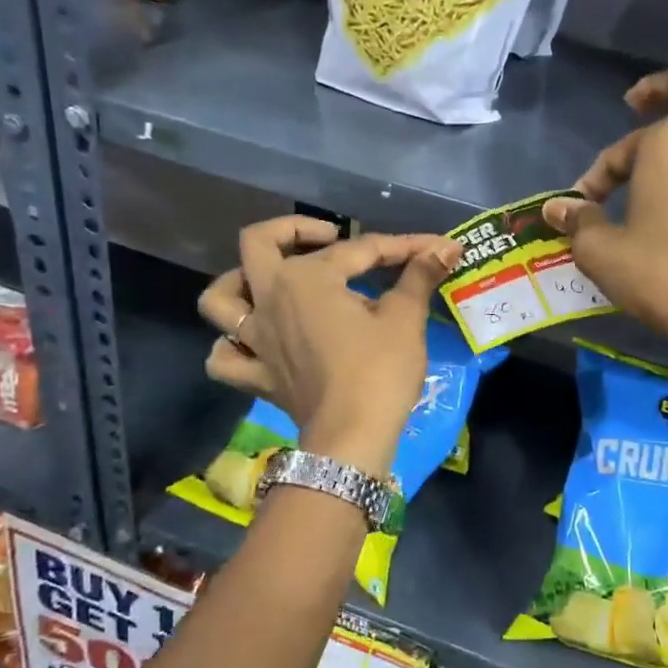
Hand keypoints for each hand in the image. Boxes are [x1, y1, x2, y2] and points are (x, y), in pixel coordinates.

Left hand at [197, 216, 459, 478]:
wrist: (352, 437)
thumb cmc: (380, 370)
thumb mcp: (405, 319)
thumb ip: (420, 276)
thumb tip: (447, 247)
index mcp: (307, 277)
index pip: (359, 250)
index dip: (401, 246)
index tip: (433, 247)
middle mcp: (270, 298)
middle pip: (258, 244)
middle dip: (291, 230)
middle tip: (328, 238)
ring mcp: (255, 339)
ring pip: (220, 299)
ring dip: (239, 283)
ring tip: (270, 283)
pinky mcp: (255, 376)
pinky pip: (224, 357)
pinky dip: (231, 347)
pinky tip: (253, 344)